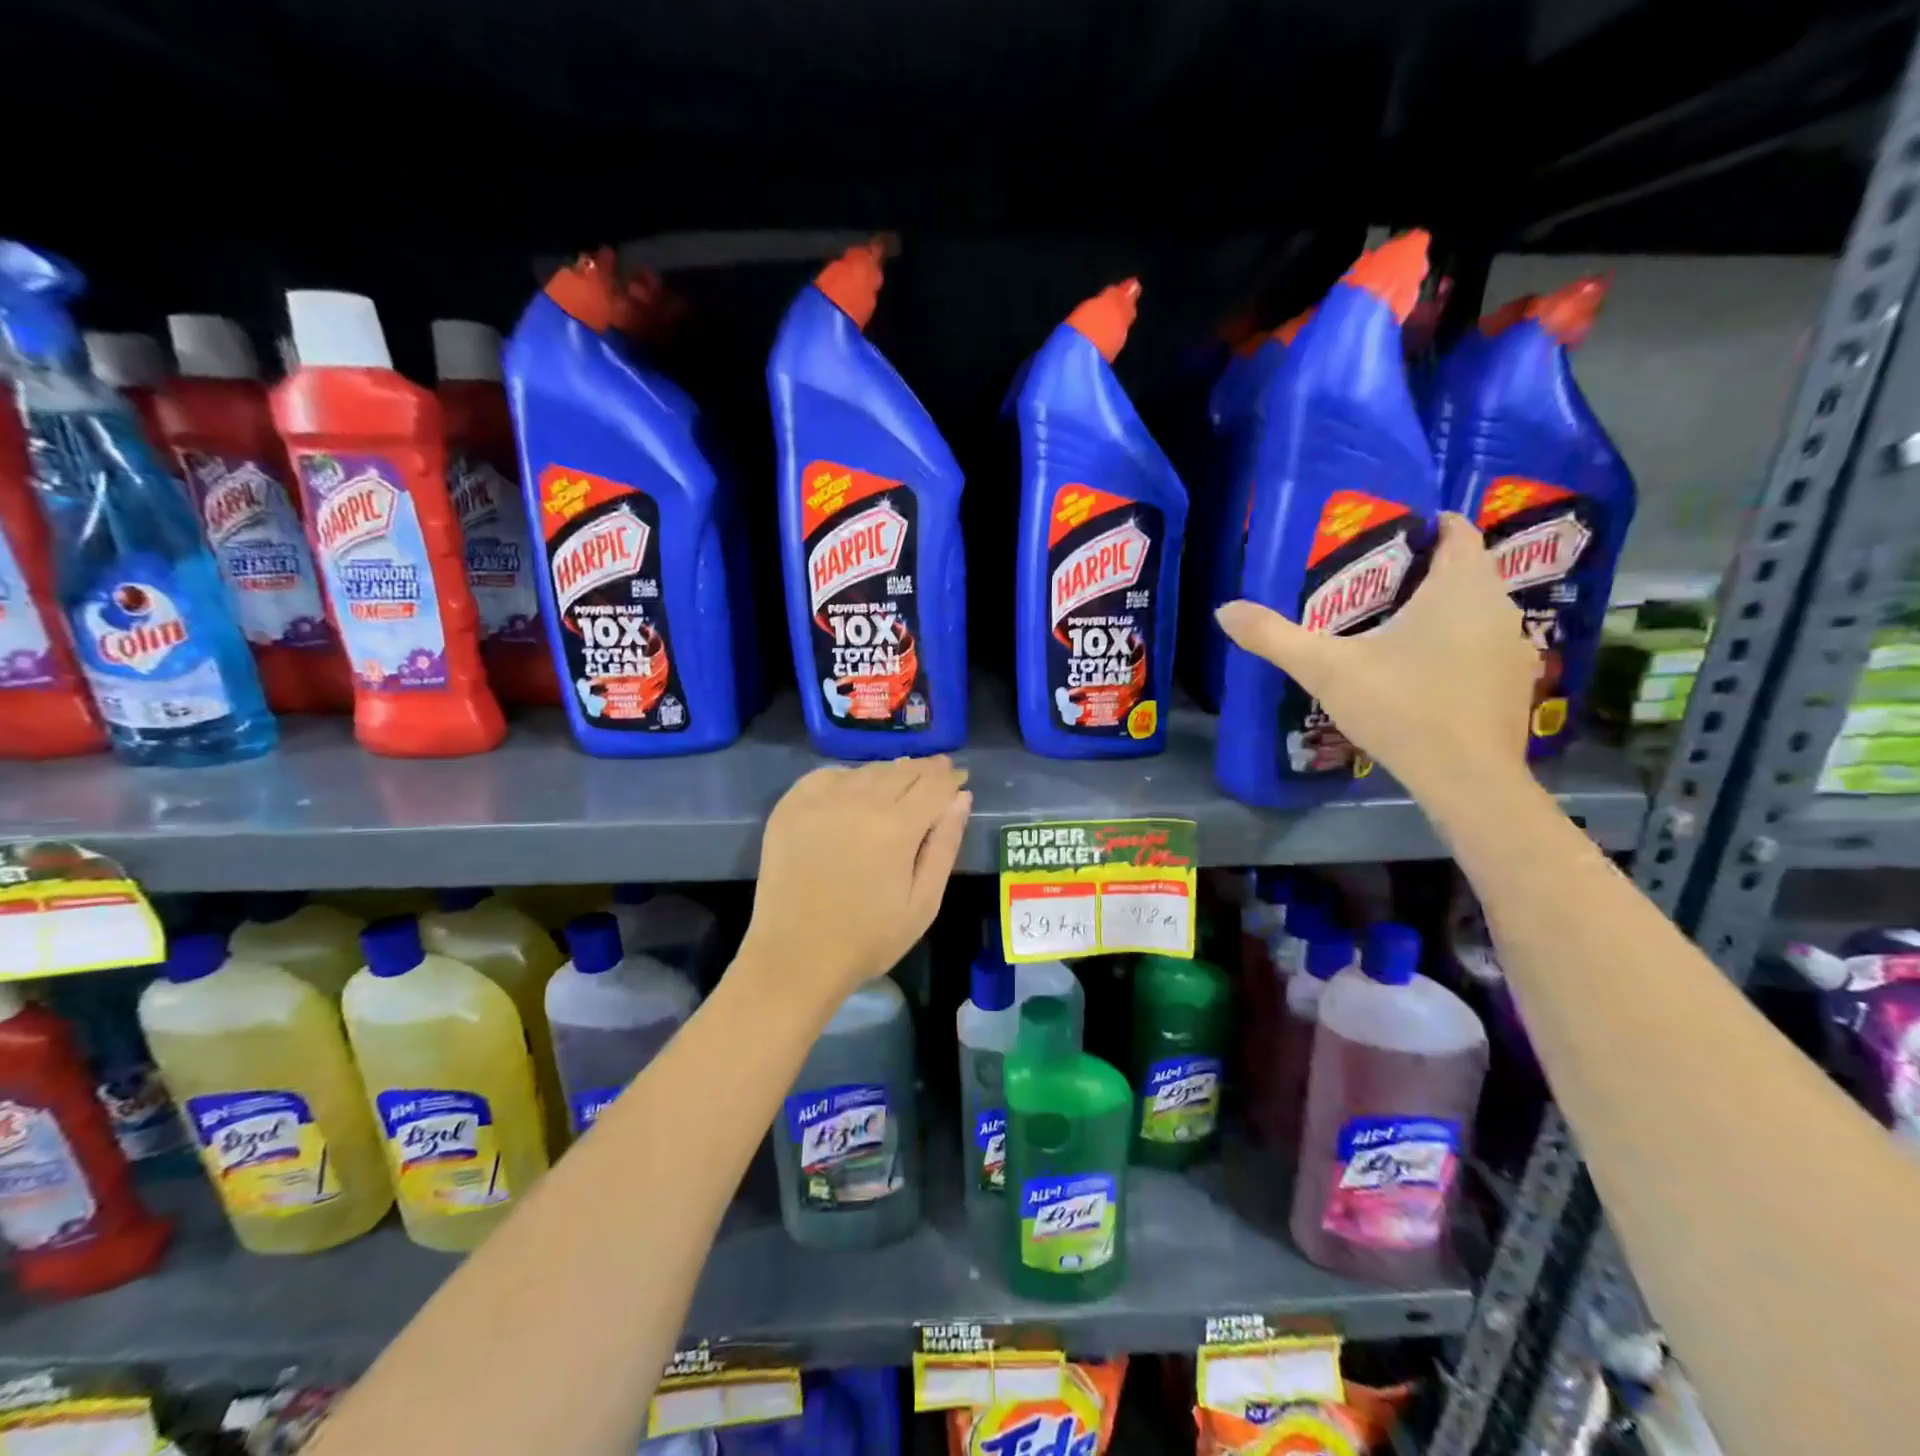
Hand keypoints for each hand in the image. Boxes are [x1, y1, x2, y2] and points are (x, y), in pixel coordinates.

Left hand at [742, 756, 972, 1010]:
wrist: (796, 957)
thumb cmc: (868, 938)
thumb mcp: (923, 902)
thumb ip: (945, 845)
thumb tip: (961, 798)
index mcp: (897, 827)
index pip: (934, 785)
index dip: (951, 777)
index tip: (960, 776)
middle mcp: (859, 801)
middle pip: (903, 770)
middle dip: (926, 769)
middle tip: (938, 770)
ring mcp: (820, 800)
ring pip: (868, 770)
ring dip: (891, 771)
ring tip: (903, 778)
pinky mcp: (791, 806)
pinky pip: (829, 775)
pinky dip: (850, 776)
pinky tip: (856, 787)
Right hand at [1215, 512, 1538, 794]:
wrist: (1467, 779)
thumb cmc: (1401, 707)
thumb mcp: (1325, 669)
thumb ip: (1274, 637)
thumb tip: (1223, 610)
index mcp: (1460, 586)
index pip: (1457, 530)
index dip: (1426, 526)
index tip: (1386, 537)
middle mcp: (1498, 605)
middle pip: (1465, 569)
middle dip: (1423, 570)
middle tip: (1370, 585)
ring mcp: (1514, 646)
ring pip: (1475, 609)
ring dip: (1441, 610)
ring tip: (1390, 627)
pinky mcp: (1515, 683)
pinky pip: (1482, 645)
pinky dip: (1455, 645)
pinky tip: (1421, 672)